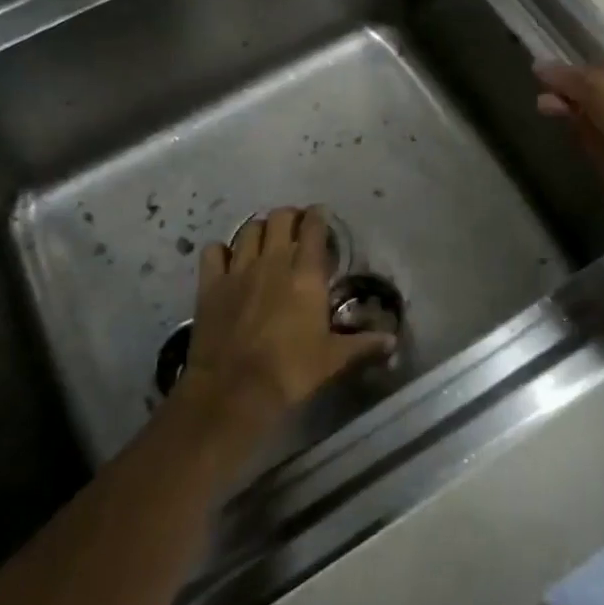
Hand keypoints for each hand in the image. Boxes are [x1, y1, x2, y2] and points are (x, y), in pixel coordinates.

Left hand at [177, 206, 392, 432]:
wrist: (234, 389)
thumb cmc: (291, 371)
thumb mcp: (334, 359)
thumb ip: (364, 345)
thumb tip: (393, 341)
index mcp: (306, 275)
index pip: (313, 229)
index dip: (318, 217)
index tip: (321, 215)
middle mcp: (273, 262)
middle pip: (279, 219)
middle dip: (289, 217)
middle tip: (295, 227)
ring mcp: (238, 271)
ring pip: (248, 230)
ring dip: (259, 229)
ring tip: (265, 238)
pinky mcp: (210, 285)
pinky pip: (213, 251)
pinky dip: (221, 249)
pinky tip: (227, 258)